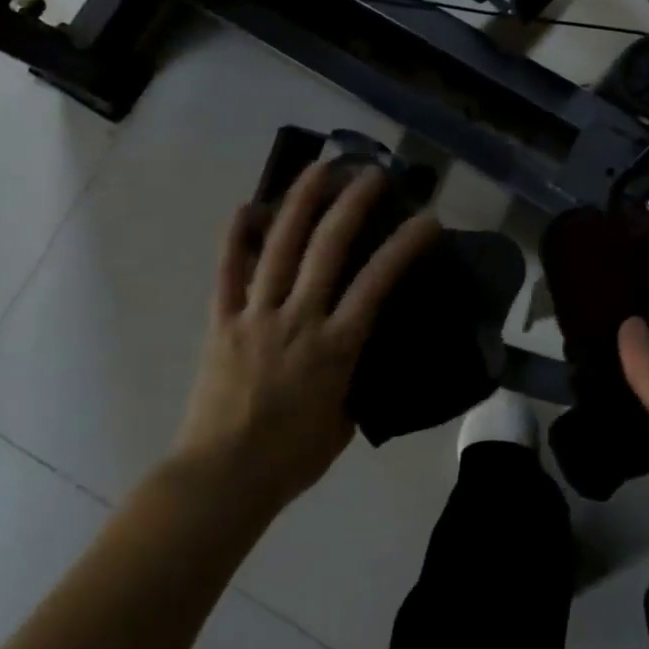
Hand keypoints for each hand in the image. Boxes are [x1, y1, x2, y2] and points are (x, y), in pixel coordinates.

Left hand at [175, 163, 439, 514]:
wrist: (221, 479)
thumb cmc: (291, 458)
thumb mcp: (345, 419)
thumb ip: (355, 375)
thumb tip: (360, 347)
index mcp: (335, 346)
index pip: (377, 283)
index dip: (405, 246)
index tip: (427, 220)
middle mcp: (298, 318)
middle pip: (328, 247)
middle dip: (353, 203)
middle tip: (372, 173)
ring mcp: (255, 315)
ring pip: (279, 246)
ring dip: (301, 201)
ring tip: (319, 168)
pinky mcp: (221, 321)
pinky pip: (227, 272)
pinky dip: (236, 238)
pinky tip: (246, 206)